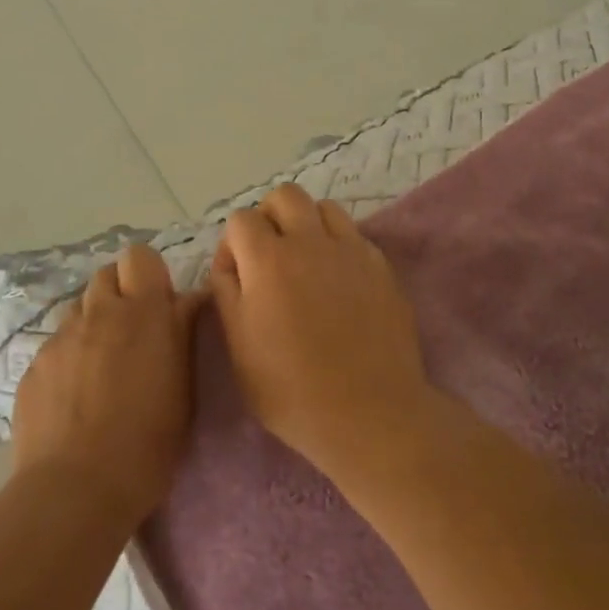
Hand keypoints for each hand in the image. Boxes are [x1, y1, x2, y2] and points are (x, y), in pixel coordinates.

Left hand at [13, 246, 205, 527]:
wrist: (75, 489)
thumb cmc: (147, 442)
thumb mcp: (183, 387)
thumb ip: (182, 334)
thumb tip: (189, 300)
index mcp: (142, 312)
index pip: (140, 257)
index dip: (148, 274)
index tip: (159, 304)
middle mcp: (98, 312)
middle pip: (106, 275)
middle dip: (120, 294)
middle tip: (131, 332)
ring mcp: (61, 338)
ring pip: (78, 310)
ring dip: (93, 324)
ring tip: (100, 366)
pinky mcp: (34, 367)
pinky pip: (55, 345)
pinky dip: (68, 358)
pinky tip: (73, 396)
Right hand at [210, 184, 435, 475]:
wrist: (370, 413)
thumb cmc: (293, 391)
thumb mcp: (239, 350)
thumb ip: (227, 295)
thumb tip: (229, 264)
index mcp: (268, 260)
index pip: (241, 219)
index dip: (232, 244)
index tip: (237, 276)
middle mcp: (310, 241)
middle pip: (285, 196)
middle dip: (270, 217)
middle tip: (269, 256)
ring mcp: (350, 249)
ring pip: (323, 207)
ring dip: (307, 224)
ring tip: (307, 262)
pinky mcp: (381, 265)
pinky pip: (354, 234)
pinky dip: (339, 245)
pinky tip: (339, 281)